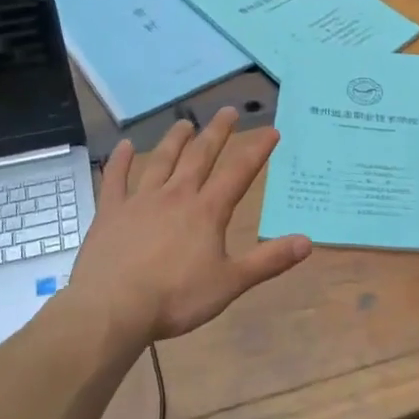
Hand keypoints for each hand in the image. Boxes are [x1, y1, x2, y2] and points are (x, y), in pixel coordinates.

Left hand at [66, 107, 311, 347]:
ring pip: (161, 161)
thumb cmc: (176, 298)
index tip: (271, 131)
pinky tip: (124, 147)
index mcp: (207, 211)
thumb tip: (307, 241)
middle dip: (217, 133)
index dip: (257, 150)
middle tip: (228, 111)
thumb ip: (269, 261)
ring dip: (175, 140)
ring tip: (185, 123)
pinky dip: (120, 161)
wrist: (113, 307)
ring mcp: (140, 200)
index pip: (239, 173)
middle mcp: (176, 195)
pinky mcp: (111, 212)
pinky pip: (116, 179)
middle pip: (200, 156)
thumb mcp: (230, 283)